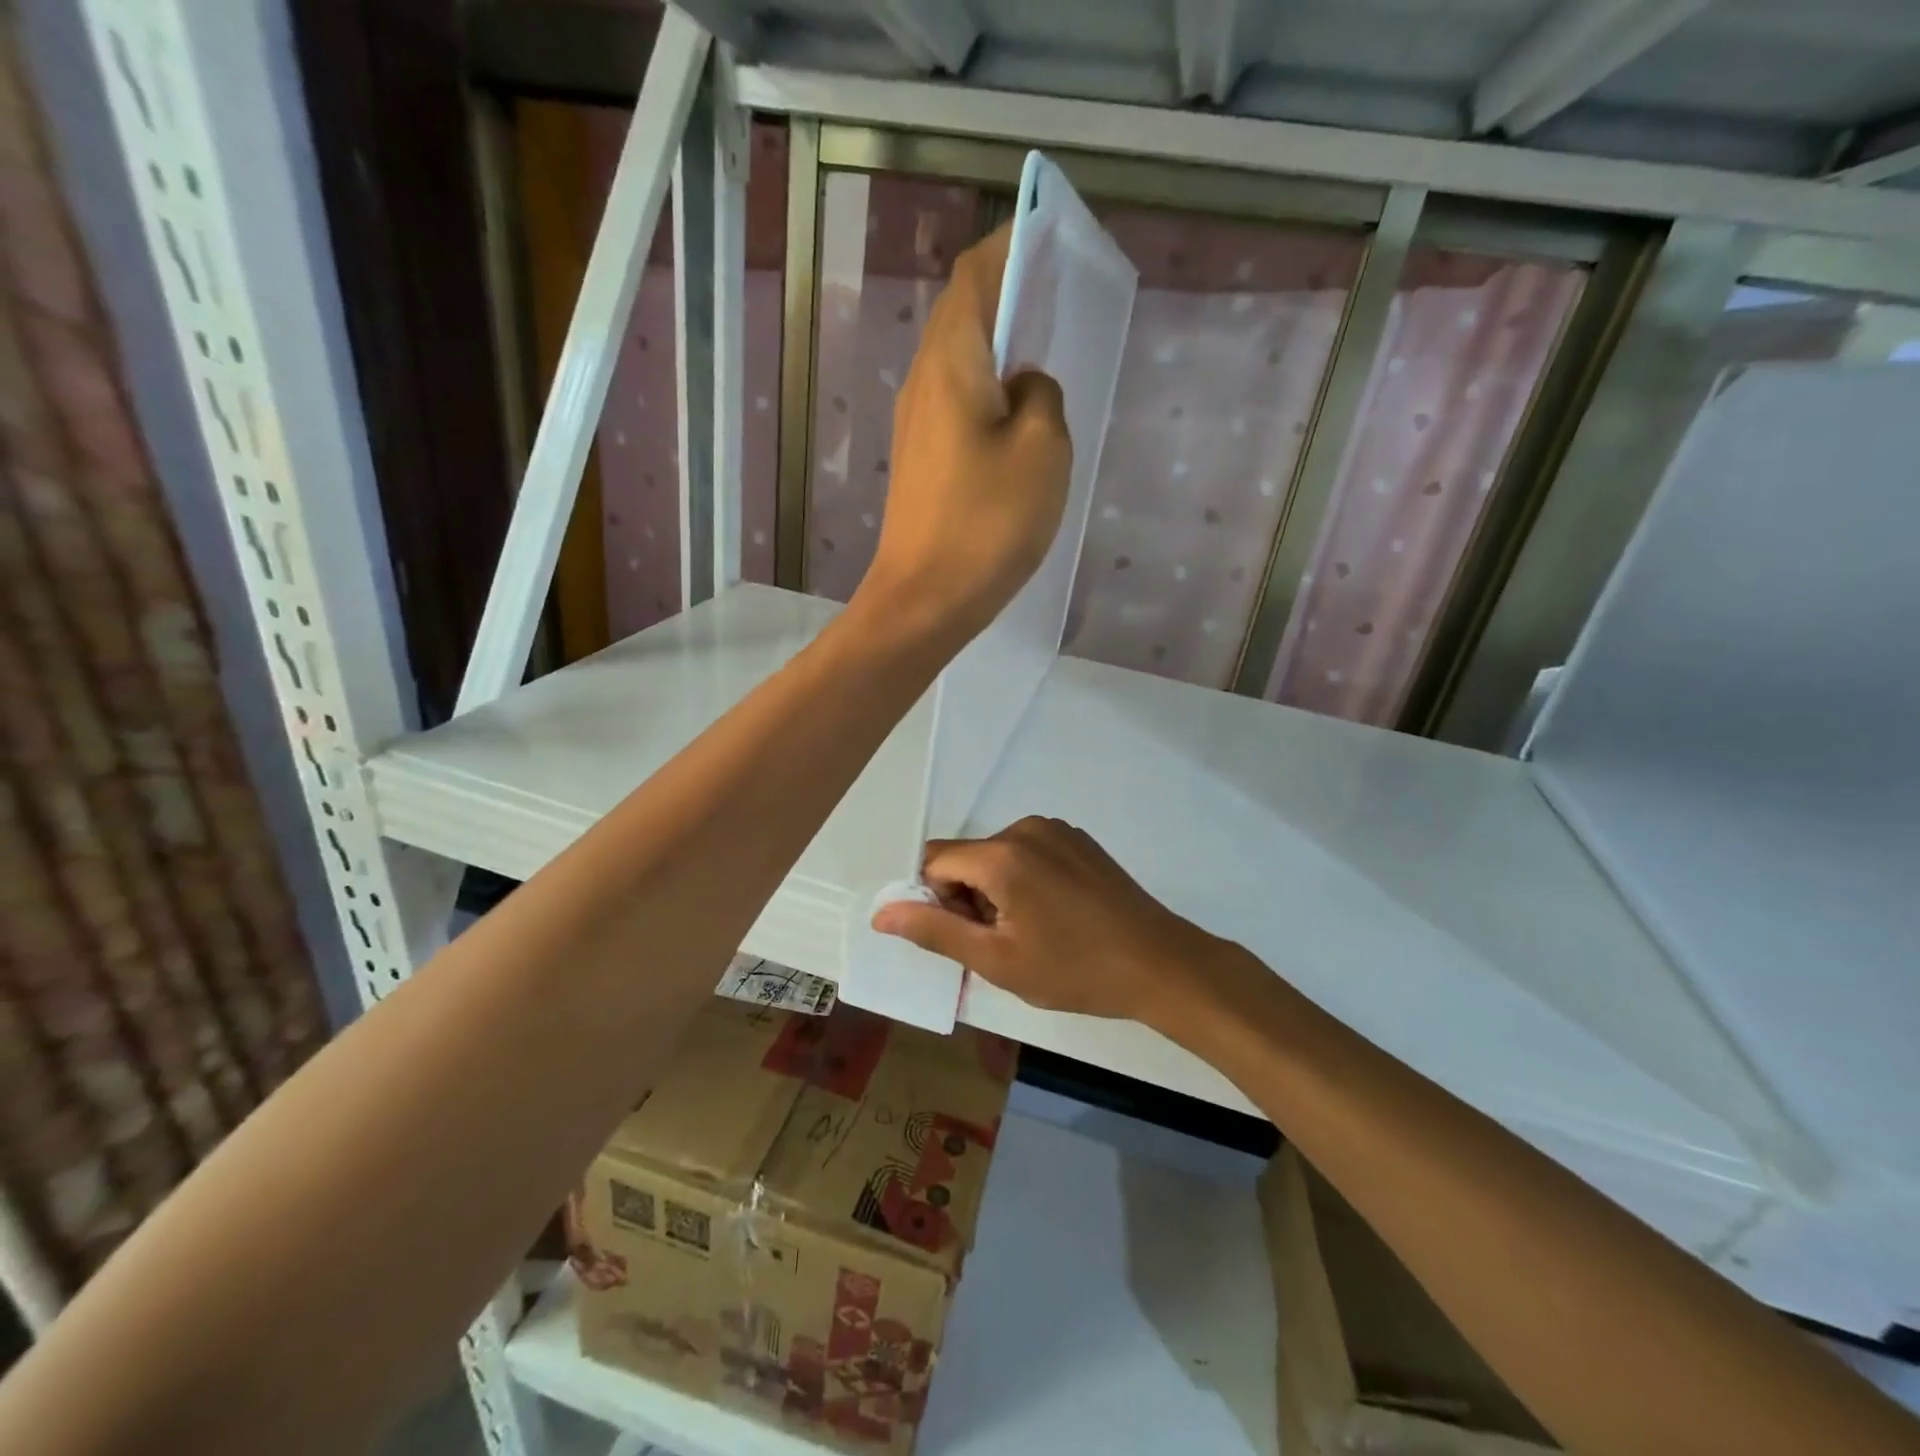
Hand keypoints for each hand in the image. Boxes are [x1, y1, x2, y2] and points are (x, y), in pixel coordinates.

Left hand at [855, 225, 1071, 642]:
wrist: (924, 600)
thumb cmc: (987, 522)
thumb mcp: (1041, 449)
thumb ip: (1042, 397)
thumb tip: (1024, 387)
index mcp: (951, 360)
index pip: (976, 276)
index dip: (1012, 248)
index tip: (1050, 238)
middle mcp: (924, 381)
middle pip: (964, 315)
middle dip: (1008, 296)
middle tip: (1057, 296)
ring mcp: (916, 424)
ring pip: (961, 363)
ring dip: (1000, 349)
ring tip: (1044, 353)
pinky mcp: (921, 462)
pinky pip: (958, 406)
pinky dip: (989, 393)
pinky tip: (1018, 417)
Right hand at [871, 817, 1226, 1023]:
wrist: (1159, 964)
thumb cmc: (1073, 970)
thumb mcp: (996, 961)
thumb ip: (934, 931)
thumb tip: (882, 911)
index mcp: (1001, 854)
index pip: (935, 861)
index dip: (937, 901)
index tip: (967, 937)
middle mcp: (1025, 828)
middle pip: (967, 857)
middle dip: (968, 898)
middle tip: (1002, 944)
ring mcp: (1057, 830)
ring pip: (997, 856)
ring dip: (996, 891)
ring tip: (1032, 933)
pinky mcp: (1079, 839)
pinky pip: (1029, 852)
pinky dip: (1024, 880)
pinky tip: (1056, 915)